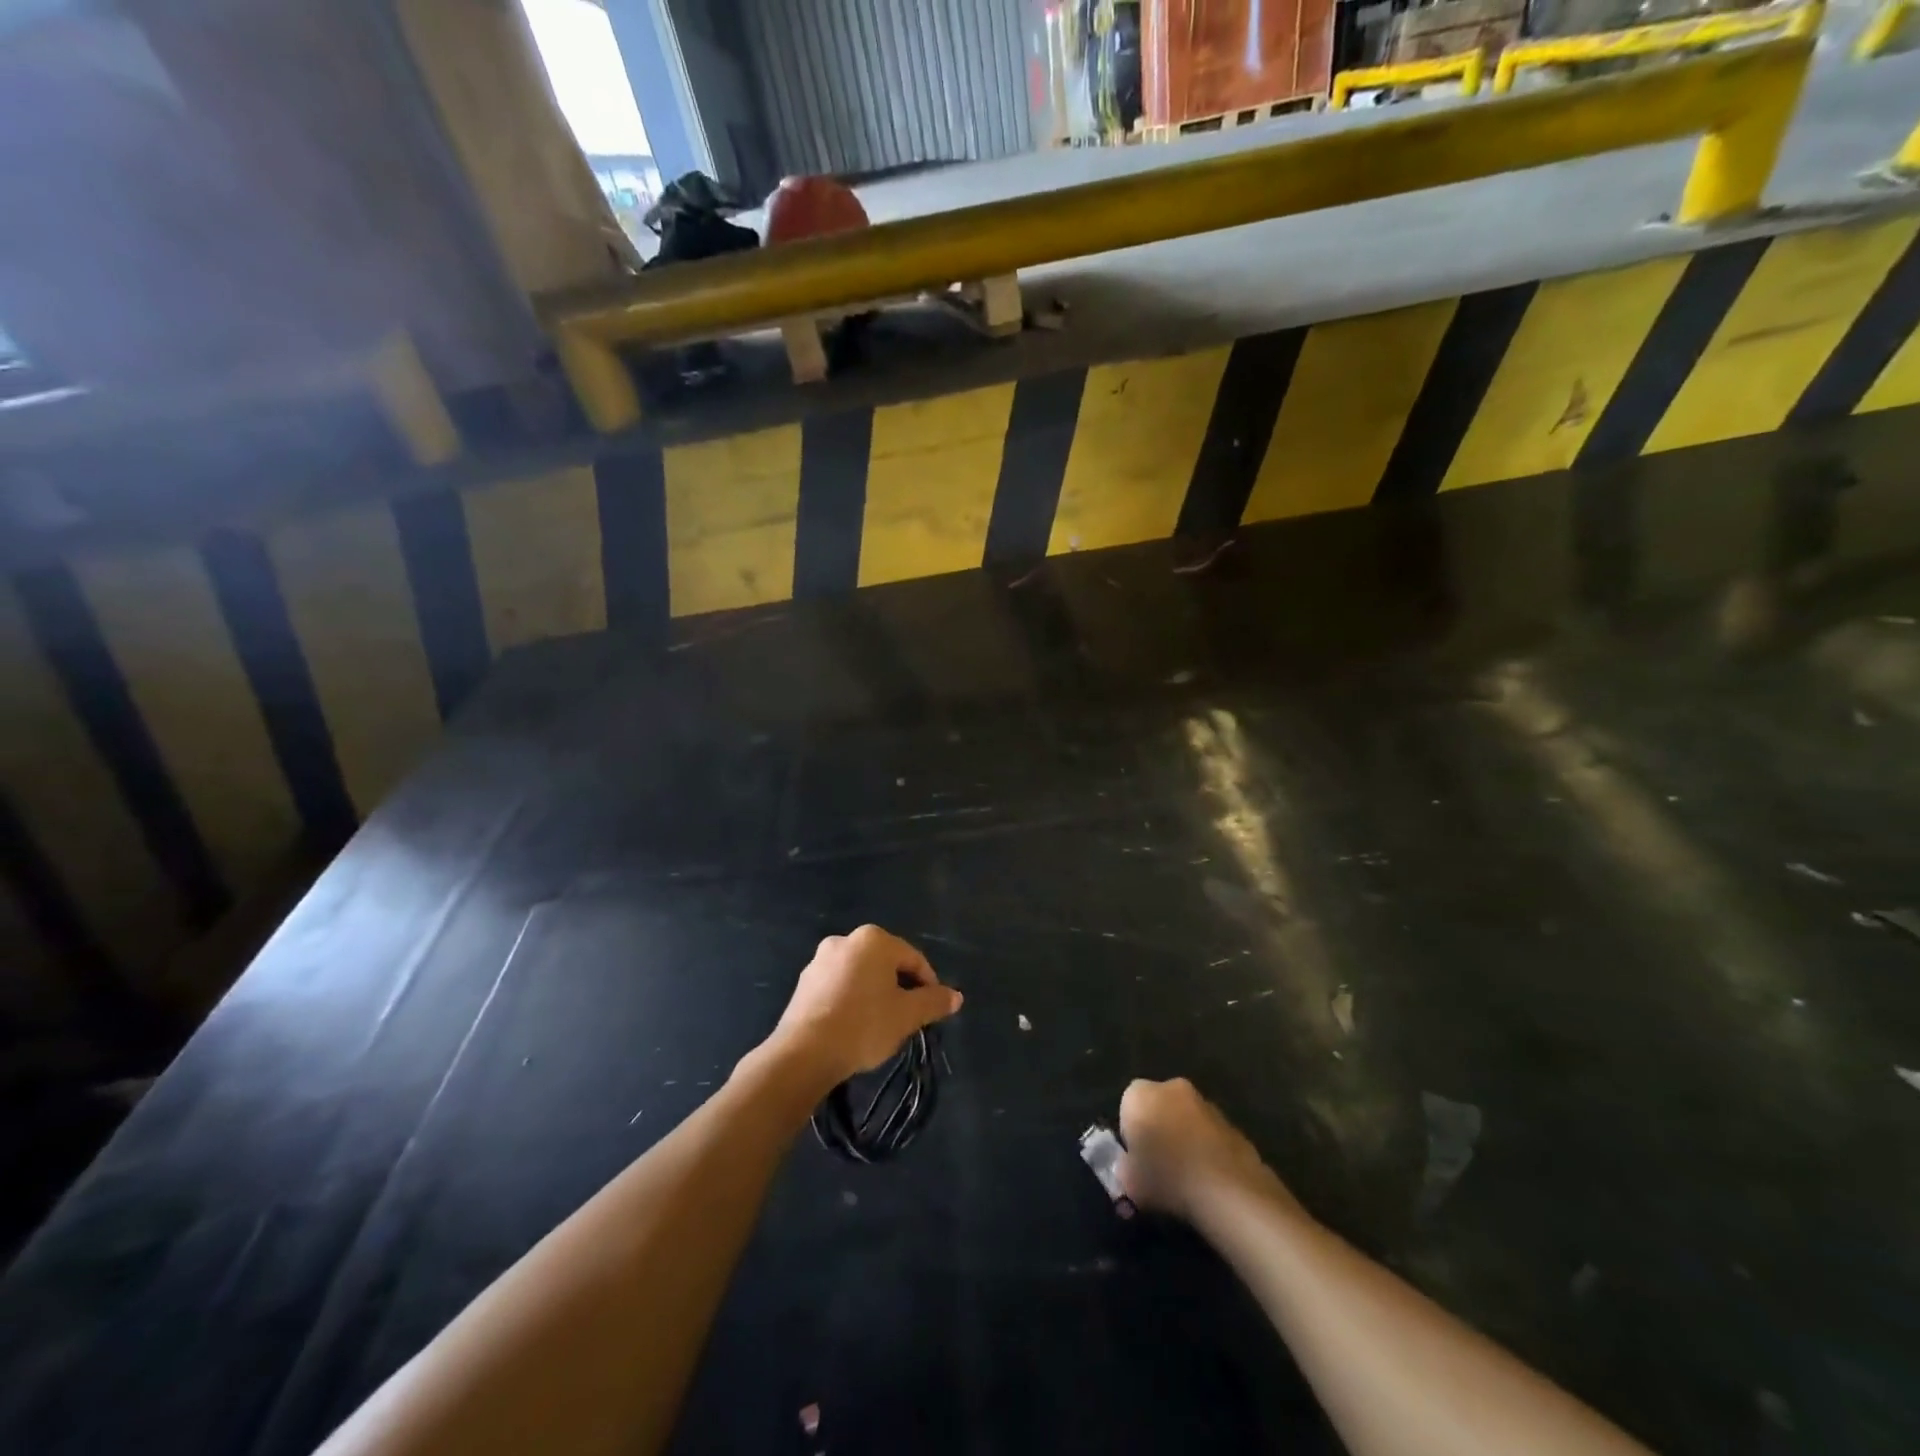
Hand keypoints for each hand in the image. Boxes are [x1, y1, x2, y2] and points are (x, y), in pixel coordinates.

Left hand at [767, 925, 962, 1088]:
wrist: (804, 1053)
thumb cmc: (863, 1026)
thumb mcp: (907, 1015)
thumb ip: (934, 1002)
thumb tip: (957, 996)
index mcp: (874, 940)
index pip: (913, 958)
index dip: (928, 984)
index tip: (931, 1010)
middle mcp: (846, 940)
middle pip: (886, 963)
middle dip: (900, 987)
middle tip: (908, 1017)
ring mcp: (820, 960)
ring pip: (861, 974)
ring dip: (875, 993)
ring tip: (881, 1024)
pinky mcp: (804, 982)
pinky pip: (839, 985)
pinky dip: (851, 999)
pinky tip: (854, 1025)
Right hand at [1117, 1077, 1293, 1222]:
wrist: (1227, 1191)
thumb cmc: (1166, 1179)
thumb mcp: (1129, 1182)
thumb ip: (1124, 1169)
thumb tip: (1129, 1167)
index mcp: (1139, 1094)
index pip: (1126, 1108)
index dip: (1130, 1136)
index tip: (1136, 1161)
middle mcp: (1171, 1088)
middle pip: (1158, 1107)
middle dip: (1158, 1131)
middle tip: (1159, 1167)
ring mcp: (1205, 1103)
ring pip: (1186, 1120)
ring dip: (1184, 1139)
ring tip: (1186, 1178)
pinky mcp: (1232, 1123)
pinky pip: (1210, 1135)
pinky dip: (1208, 1150)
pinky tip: (1210, 1181)